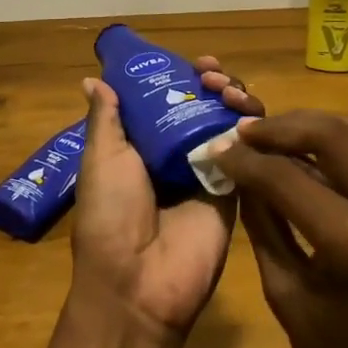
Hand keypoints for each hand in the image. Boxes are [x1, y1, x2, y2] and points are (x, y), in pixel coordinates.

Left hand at [69, 57, 263, 347]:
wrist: (137, 283)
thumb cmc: (111, 215)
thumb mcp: (101, 158)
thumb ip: (106, 118)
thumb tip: (93, 79)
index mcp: (144, 144)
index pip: (170, 98)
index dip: (184, 77)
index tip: (195, 63)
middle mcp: (178, 154)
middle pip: (205, 106)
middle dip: (214, 83)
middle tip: (213, 76)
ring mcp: (209, 172)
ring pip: (231, 123)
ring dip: (236, 98)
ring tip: (229, 92)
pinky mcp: (236, 192)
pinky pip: (250, 155)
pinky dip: (254, 131)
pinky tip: (249, 118)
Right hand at [213, 110, 347, 347]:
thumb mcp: (286, 296)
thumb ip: (263, 226)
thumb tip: (240, 175)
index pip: (287, 176)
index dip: (245, 158)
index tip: (215, 146)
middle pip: (331, 133)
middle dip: (281, 126)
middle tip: (243, 132)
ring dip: (310, 126)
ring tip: (269, 136)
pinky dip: (332, 143)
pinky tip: (302, 153)